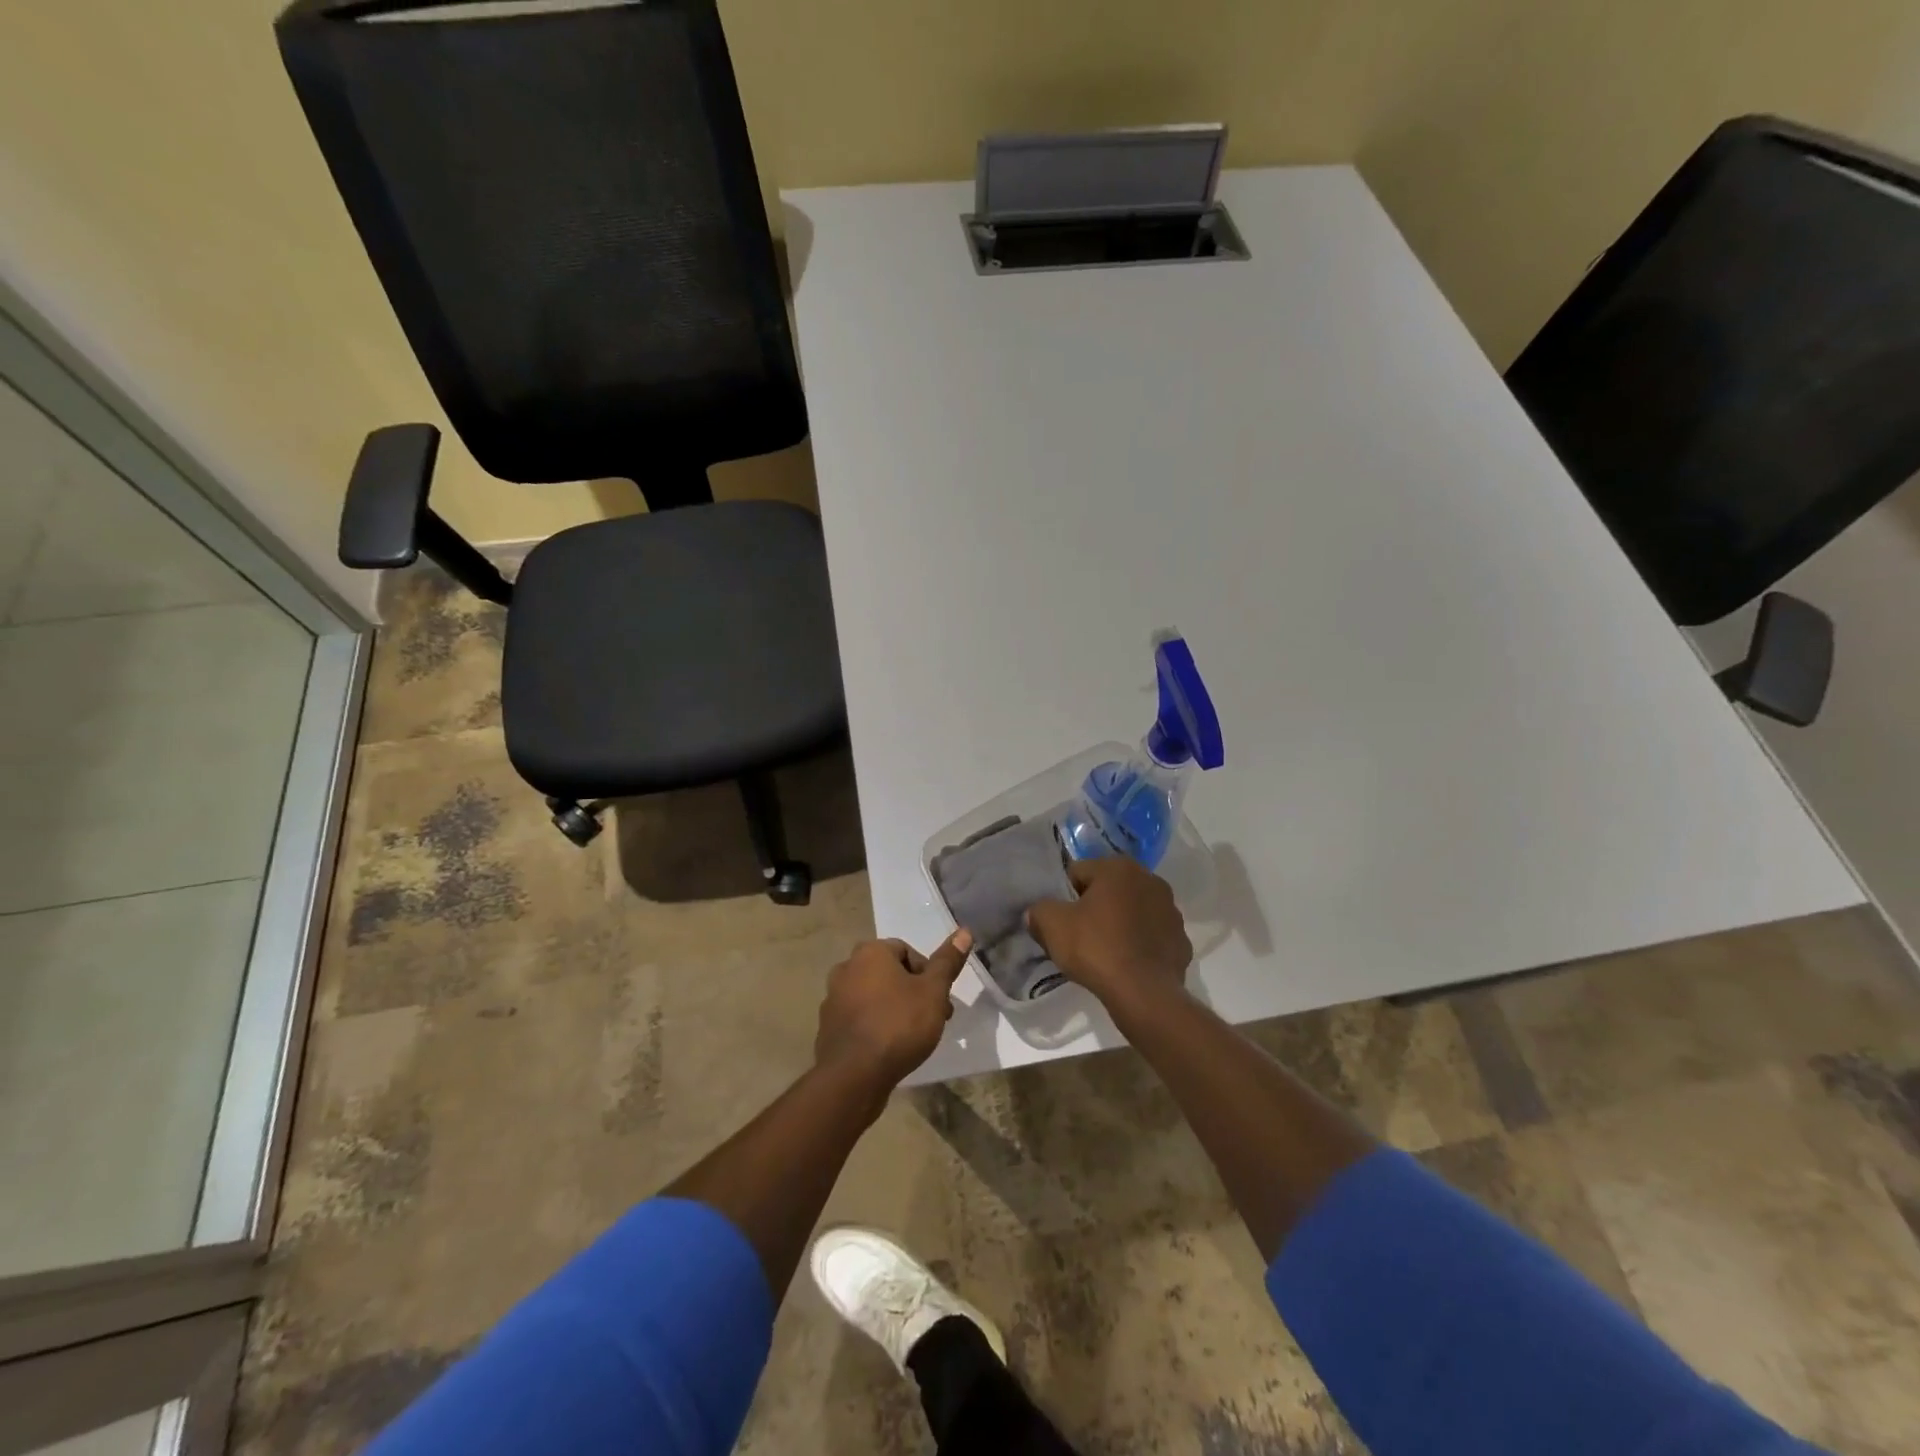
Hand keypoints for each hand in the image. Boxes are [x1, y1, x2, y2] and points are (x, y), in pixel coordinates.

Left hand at [814, 930, 973, 1090]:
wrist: (854, 1076)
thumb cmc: (898, 1025)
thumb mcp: (933, 992)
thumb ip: (947, 962)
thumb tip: (964, 931)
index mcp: (870, 952)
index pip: (906, 951)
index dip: (928, 973)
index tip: (940, 999)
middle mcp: (846, 968)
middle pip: (890, 973)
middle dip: (914, 992)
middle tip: (933, 1018)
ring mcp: (833, 998)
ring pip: (874, 996)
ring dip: (895, 1008)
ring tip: (914, 1036)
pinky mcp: (828, 1026)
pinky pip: (860, 1017)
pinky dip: (876, 1025)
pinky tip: (889, 1048)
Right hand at [1027, 857, 1192, 1009]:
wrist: (1144, 994)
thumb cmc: (1096, 949)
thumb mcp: (1052, 925)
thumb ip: (1039, 910)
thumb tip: (1038, 912)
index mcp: (1119, 868)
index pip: (1079, 873)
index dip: (1064, 896)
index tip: (1060, 920)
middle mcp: (1151, 880)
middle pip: (1108, 890)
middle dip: (1094, 907)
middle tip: (1078, 935)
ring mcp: (1171, 911)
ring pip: (1132, 912)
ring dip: (1119, 924)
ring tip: (1104, 952)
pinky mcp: (1181, 941)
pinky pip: (1151, 937)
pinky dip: (1139, 945)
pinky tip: (1127, 964)